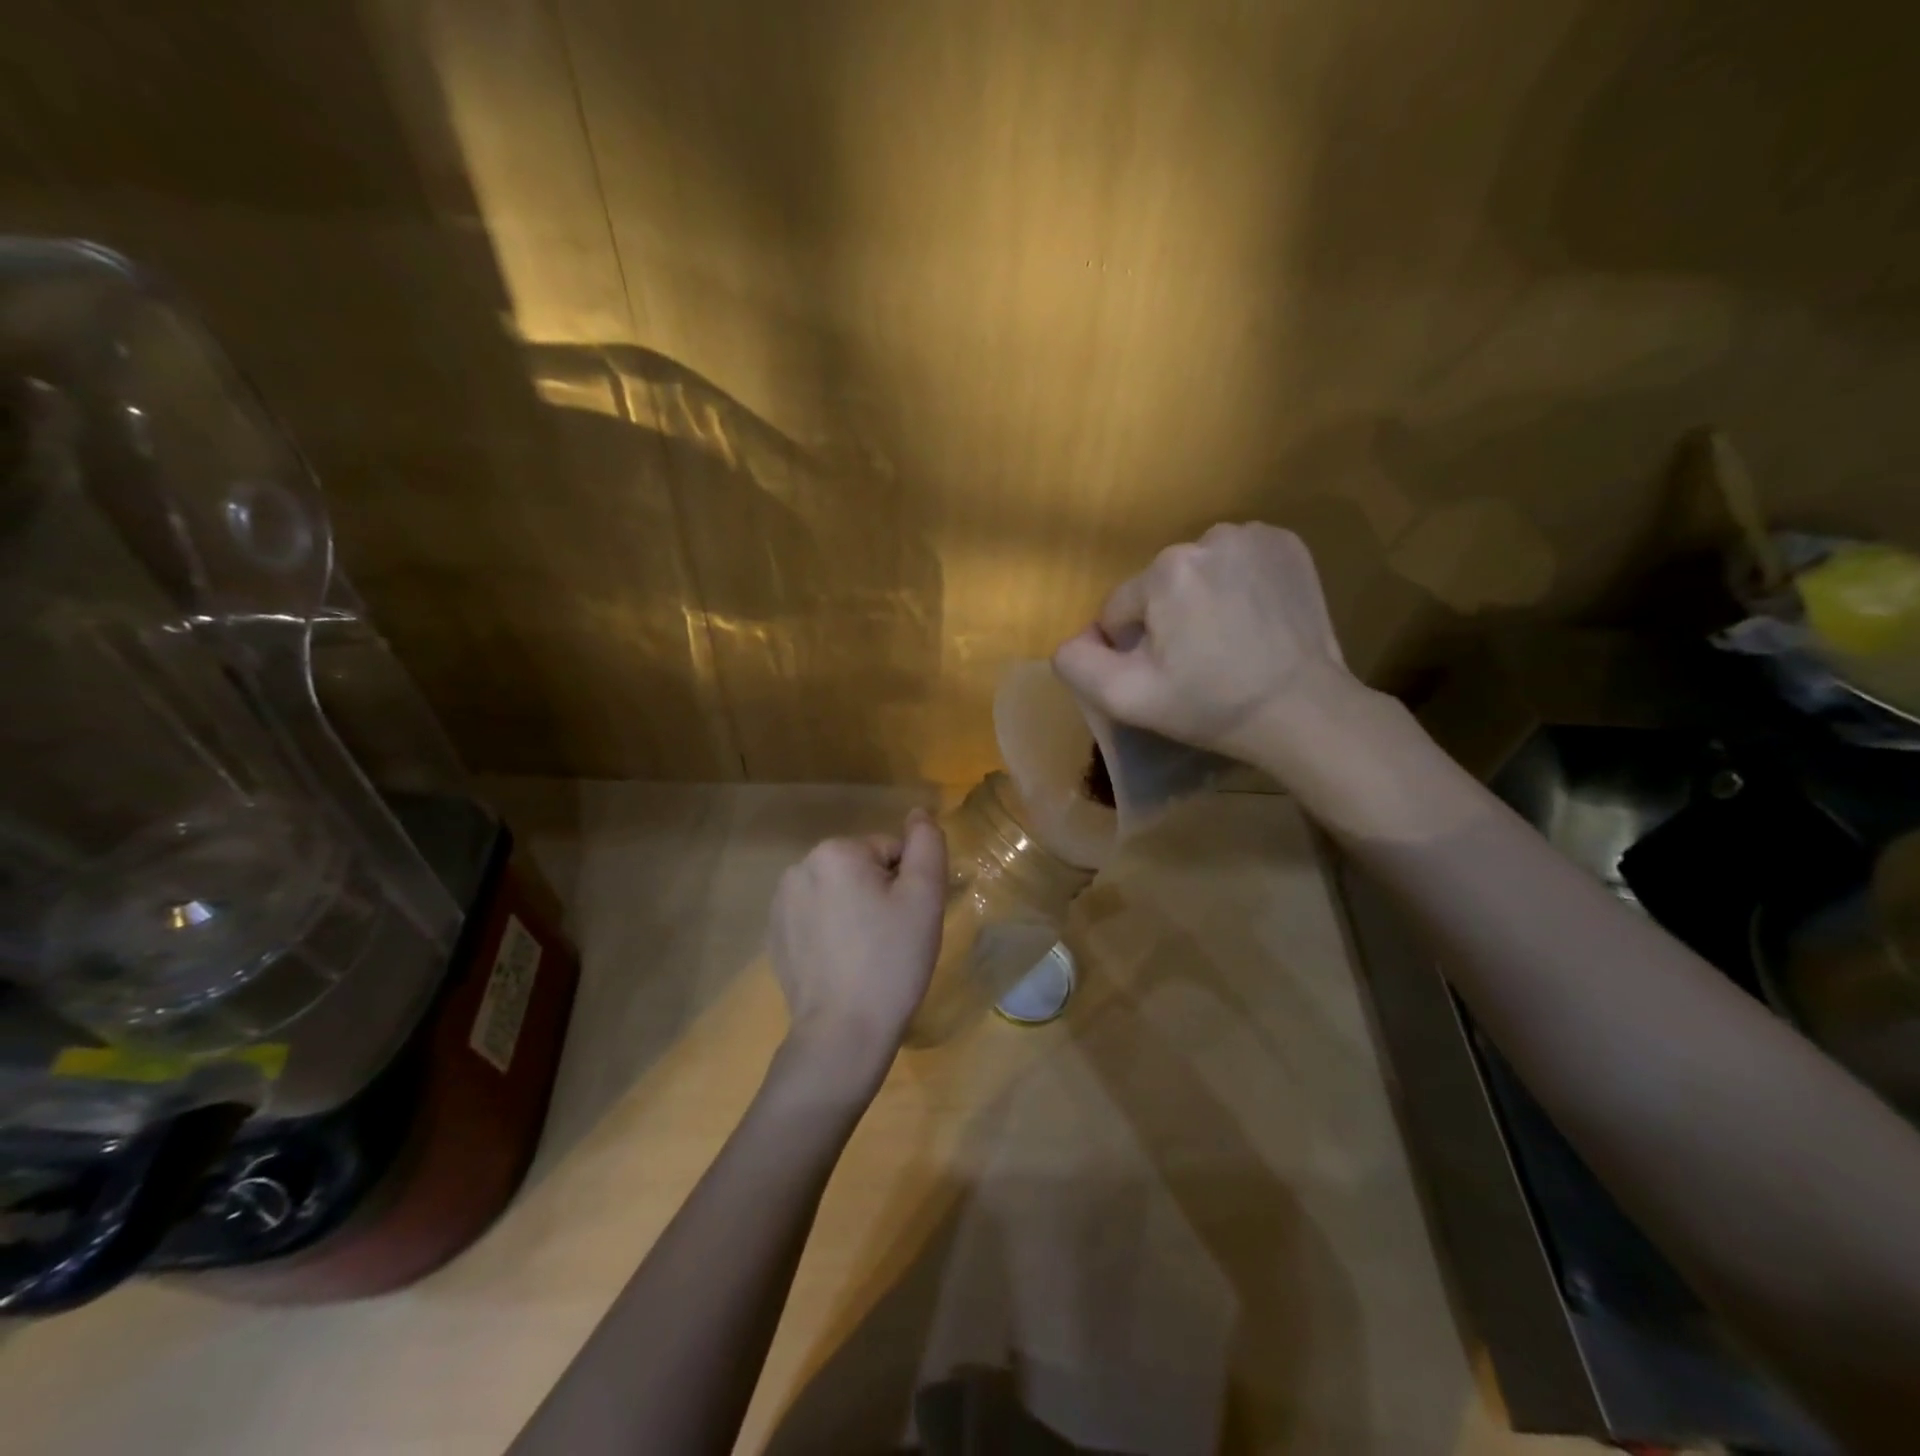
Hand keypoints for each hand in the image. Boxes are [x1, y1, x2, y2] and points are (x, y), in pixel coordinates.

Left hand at [768, 809, 947, 1089]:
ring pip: (839, 893)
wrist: (843, 1033)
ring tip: (867, 955)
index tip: (907, 922)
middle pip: (862, 869)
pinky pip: (817, 918)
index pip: (890, 851)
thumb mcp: (925, 896)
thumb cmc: (891, 960)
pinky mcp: (775, 936)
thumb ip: (927, 843)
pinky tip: (843, 965)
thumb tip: (918, 813)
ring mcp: (780, 904)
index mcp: (835, 852)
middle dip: (880, 895)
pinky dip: (833, 933)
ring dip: (856, 912)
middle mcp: (799, 867)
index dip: (907, 885)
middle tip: (892, 939)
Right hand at [1052, 522, 1368, 765]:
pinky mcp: (1288, 544)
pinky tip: (1255, 618)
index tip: (1167, 675)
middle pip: (1159, 587)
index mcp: (1165, 571)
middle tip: (1199, 662)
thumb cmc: (1211, 706)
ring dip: (1202, 599)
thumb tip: (1072, 641)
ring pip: (1198, 571)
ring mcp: (1255, 536)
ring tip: (1230, 641)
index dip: (1133, 648)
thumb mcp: (1128, 698)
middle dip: (1168, 620)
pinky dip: (1238, 584)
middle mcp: (1208, 538)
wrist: (1304, 711)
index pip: (1120, 609)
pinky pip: (1238, 561)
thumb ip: (1079, 665)